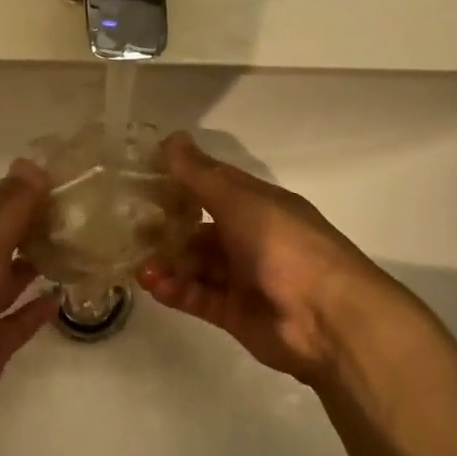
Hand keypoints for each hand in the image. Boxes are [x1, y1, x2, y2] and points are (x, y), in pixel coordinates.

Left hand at [0, 162, 57, 442]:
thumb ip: (10, 207)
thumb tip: (32, 162)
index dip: (29, 188)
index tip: (71, 176)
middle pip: (8, 238)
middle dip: (40, 223)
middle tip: (87, 211)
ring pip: (14, 276)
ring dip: (41, 261)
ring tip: (82, 247)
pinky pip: (20, 319)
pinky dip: (39, 308)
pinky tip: (64, 297)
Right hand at [138, 133, 413, 391]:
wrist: (328, 318)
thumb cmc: (284, 246)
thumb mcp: (240, 201)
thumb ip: (200, 175)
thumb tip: (170, 138)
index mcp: (258, 205)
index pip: (212, 186)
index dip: (179, 182)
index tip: (140, 180)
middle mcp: (250, 238)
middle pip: (198, 230)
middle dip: (165, 230)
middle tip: (128, 232)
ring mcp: (242, 278)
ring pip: (195, 266)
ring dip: (167, 264)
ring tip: (140, 268)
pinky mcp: (235, 313)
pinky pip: (198, 297)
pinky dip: (176, 291)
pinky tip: (154, 286)